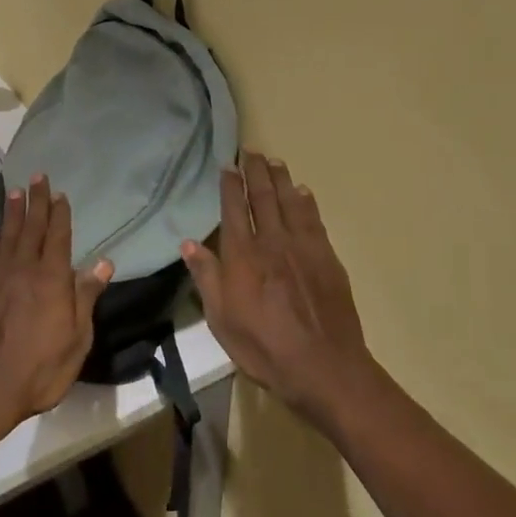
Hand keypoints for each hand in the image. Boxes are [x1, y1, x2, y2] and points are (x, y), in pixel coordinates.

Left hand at [0, 175, 113, 450]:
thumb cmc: (38, 370)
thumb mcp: (76, 340)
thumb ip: (86, 298)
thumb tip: (103, 262)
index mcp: (51, 279)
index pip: (58, 237)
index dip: (60, 214)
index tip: (60, 193)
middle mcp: (23, 270)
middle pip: (31, 228)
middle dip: (36, 201)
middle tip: (37, 176)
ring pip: (6, 236)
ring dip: (11, 213)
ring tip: (13, 192)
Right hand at [183, 151, 374, 426]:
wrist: (324, 366)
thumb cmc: (264, 347)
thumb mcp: (222, 319)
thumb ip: (207, 277)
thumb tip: (189, 242)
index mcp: (242, 255)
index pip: (234, 209)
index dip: (230, 184)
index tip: (228, 165)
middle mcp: (272, 241)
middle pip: (262, 197)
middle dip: (255, 171)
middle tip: (251, 150)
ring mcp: (303, 247)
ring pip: (289, 202)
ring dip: (280, 179)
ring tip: (274, 161)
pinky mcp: (326, 257)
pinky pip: (314, 219)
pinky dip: (306, 202)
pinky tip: (303, 192)